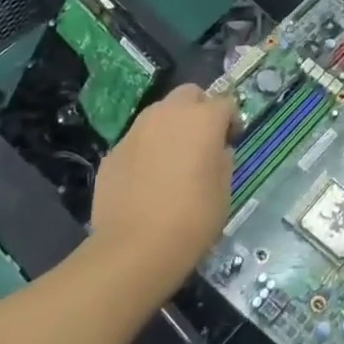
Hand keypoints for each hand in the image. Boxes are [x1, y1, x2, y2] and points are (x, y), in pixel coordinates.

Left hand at [86, 86, 234, 293]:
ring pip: (159, 114)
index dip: (231, 122)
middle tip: (202, 142)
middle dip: (198, 110)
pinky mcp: (113, 152)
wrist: (135, 249)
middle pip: (189, 94)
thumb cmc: (193, 218)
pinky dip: (146, 151)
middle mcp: (168, 114)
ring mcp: (136, 130)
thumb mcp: (224, 189)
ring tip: (172, 162)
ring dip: (170, 127)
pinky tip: (146, 182)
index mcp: (203, 119)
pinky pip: (137, 141)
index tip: (230, 143)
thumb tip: (214, 151)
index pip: (225, 103)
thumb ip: (222, 159)